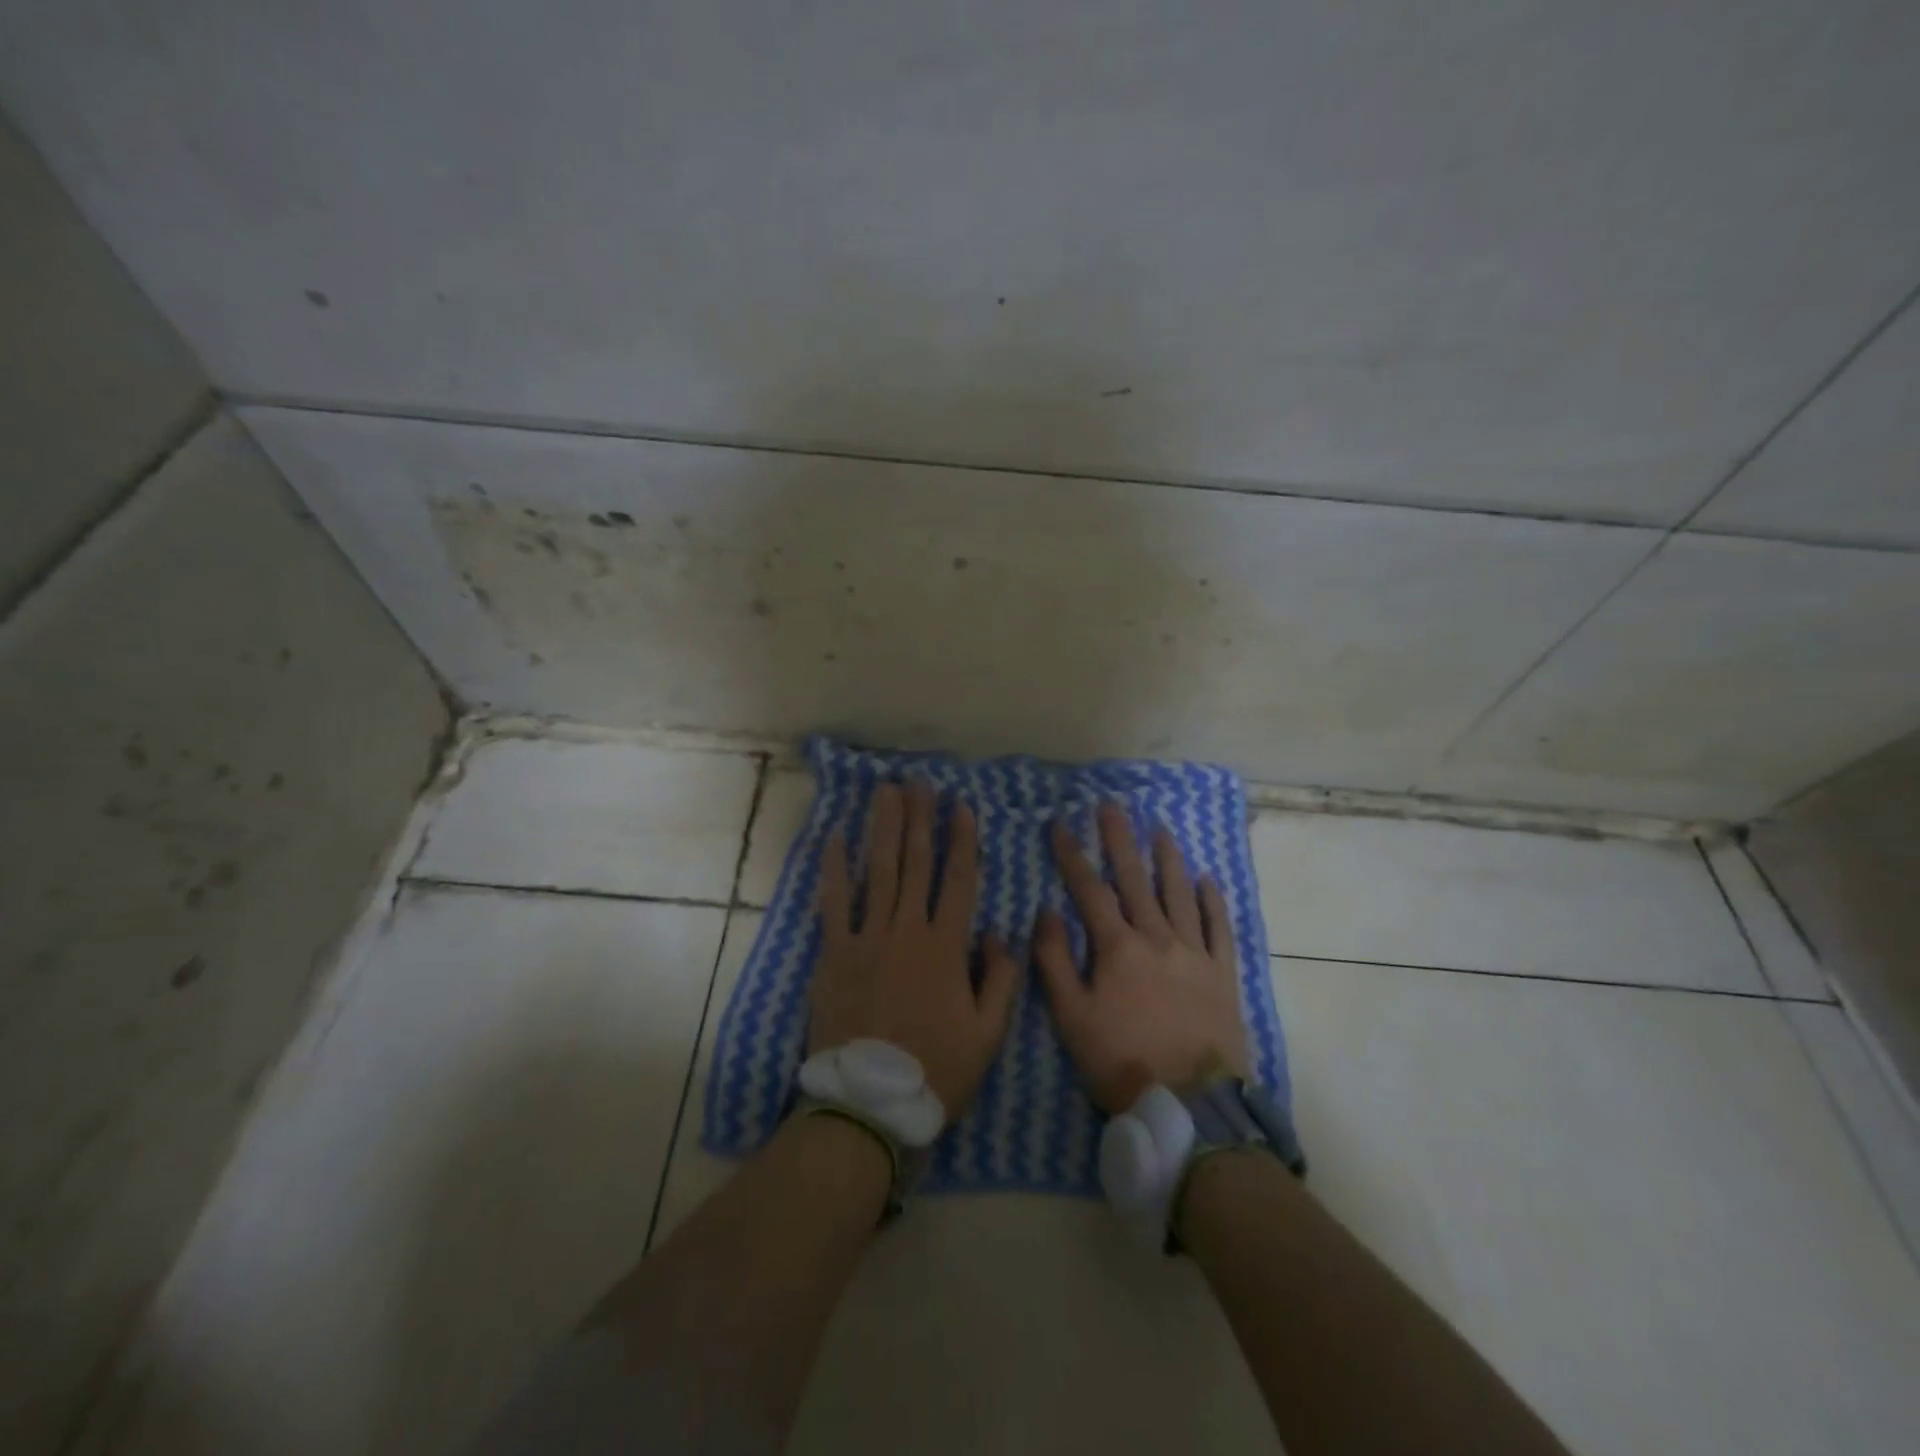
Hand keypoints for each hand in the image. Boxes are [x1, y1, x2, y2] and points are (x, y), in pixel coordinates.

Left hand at [811, 780, 1019, 1118]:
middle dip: (920, 819)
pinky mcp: (833, 953)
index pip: (958, 880)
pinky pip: (833, 903)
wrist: (869, 1102)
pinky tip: (836, 837)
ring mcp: (866, 937)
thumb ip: (1001, 978)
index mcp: (946, 947)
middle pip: (915, 863)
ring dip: (883, 828)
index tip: (961, 806)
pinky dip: (834, 868)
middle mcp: (907, 929)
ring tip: (887, 792)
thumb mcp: (989, 1033)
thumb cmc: (936, 1069)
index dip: (962, 840)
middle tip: (920, 784)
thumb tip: (999, 932)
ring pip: (878, 871)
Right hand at [1036, 803, 1249, 1113]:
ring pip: (1179, 894)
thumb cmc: (1122, 1062)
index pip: (1089, 890)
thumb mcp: (1072, 1018)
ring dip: (1167, 858)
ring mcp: (1194, 953)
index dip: (1072, 855)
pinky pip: (1218, 928)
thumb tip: (1046, 912)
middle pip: (1135, 879)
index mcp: (1118, 948)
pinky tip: (1207, 880)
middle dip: (1120, 840)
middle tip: (1112, 806)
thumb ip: (1055, 962)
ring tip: (1160, 829)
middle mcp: (1157, 938)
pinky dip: (1212, 901)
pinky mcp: (1222, 974)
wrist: (1191, 1106)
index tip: (1059, 825)